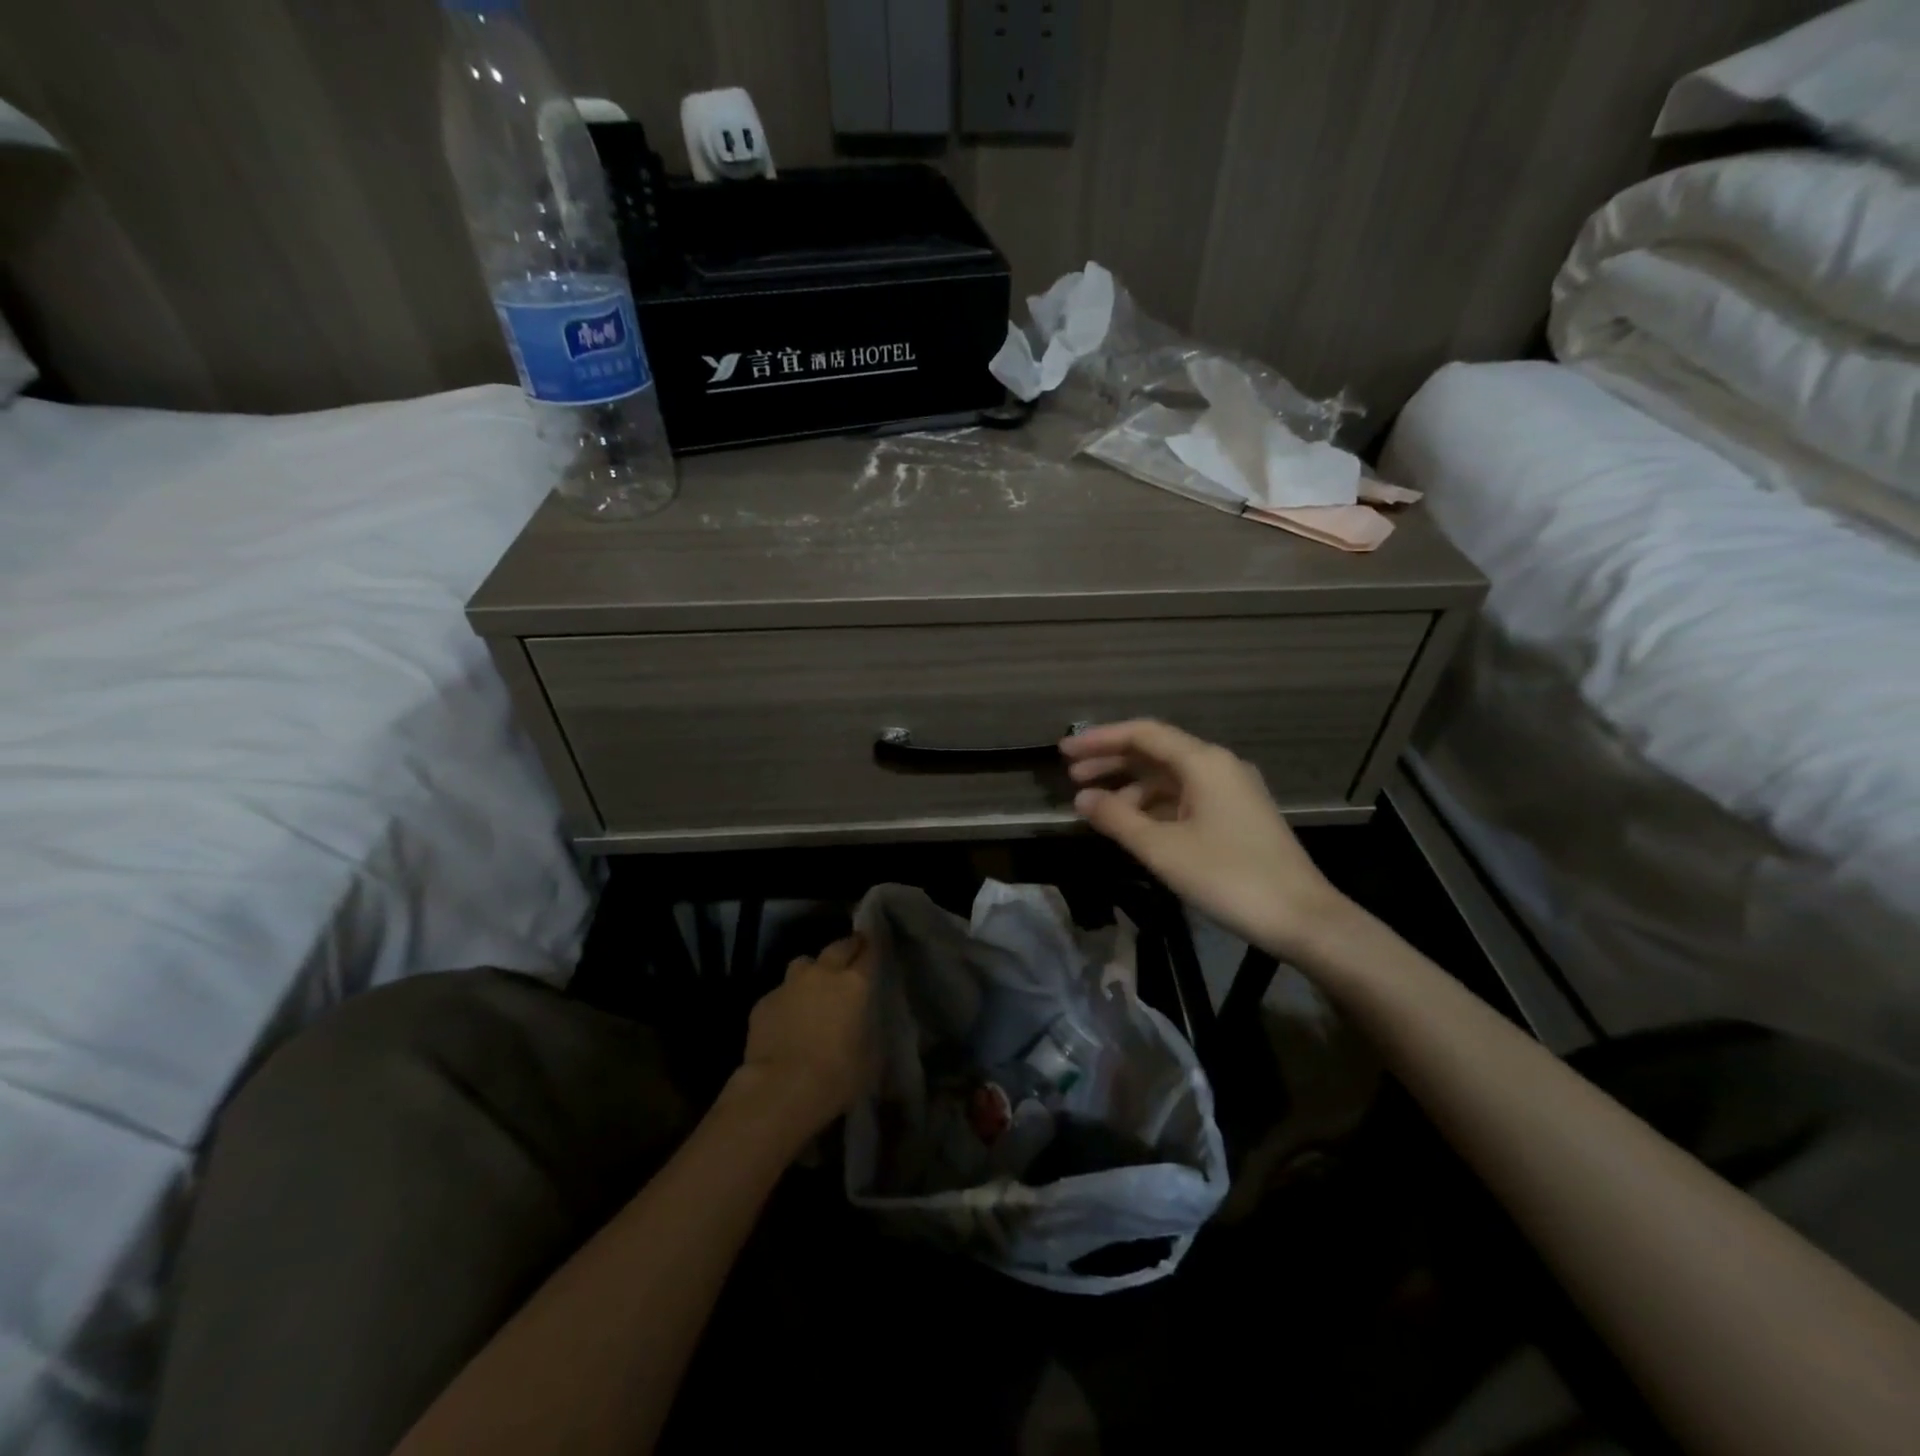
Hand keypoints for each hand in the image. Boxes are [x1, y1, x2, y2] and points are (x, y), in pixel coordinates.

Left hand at [730, 934, 875, 1137]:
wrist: (781, 1090)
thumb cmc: (838, 1076)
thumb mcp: (871, 1058)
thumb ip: (869, 1032)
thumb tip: (864, 1028)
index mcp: (855, 984)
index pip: (869, 952)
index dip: (873, 947)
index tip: (875, 944)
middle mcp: (822, 974)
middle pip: (837, 947)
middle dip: (846, 948)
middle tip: (851, 956)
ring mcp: (790, 985)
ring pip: (804, 964)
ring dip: (812, 972)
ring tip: (815, 989)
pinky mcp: (763, 1003)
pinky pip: (780, 992)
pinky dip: (787, 1001)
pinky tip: (787, 1021)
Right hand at [1061, 720, 1350, 961]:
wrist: (1303, 919)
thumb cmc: (1228, 877)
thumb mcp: (1163, 849)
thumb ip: (1118, 819)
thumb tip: (1082, 799)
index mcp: (1204, 762)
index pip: (1143, 734)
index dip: (1100, 740)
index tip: (1064, 751)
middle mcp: (1218, 766)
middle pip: (1155, 753)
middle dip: (1112, 762)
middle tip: (1071, 777)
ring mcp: (1231, 792)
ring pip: (1170, 778)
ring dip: (1131, 787)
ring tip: (1096, 807)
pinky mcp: (1236, 816)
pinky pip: (1185, 799)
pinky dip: (1154, 806)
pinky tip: (1133, 825)